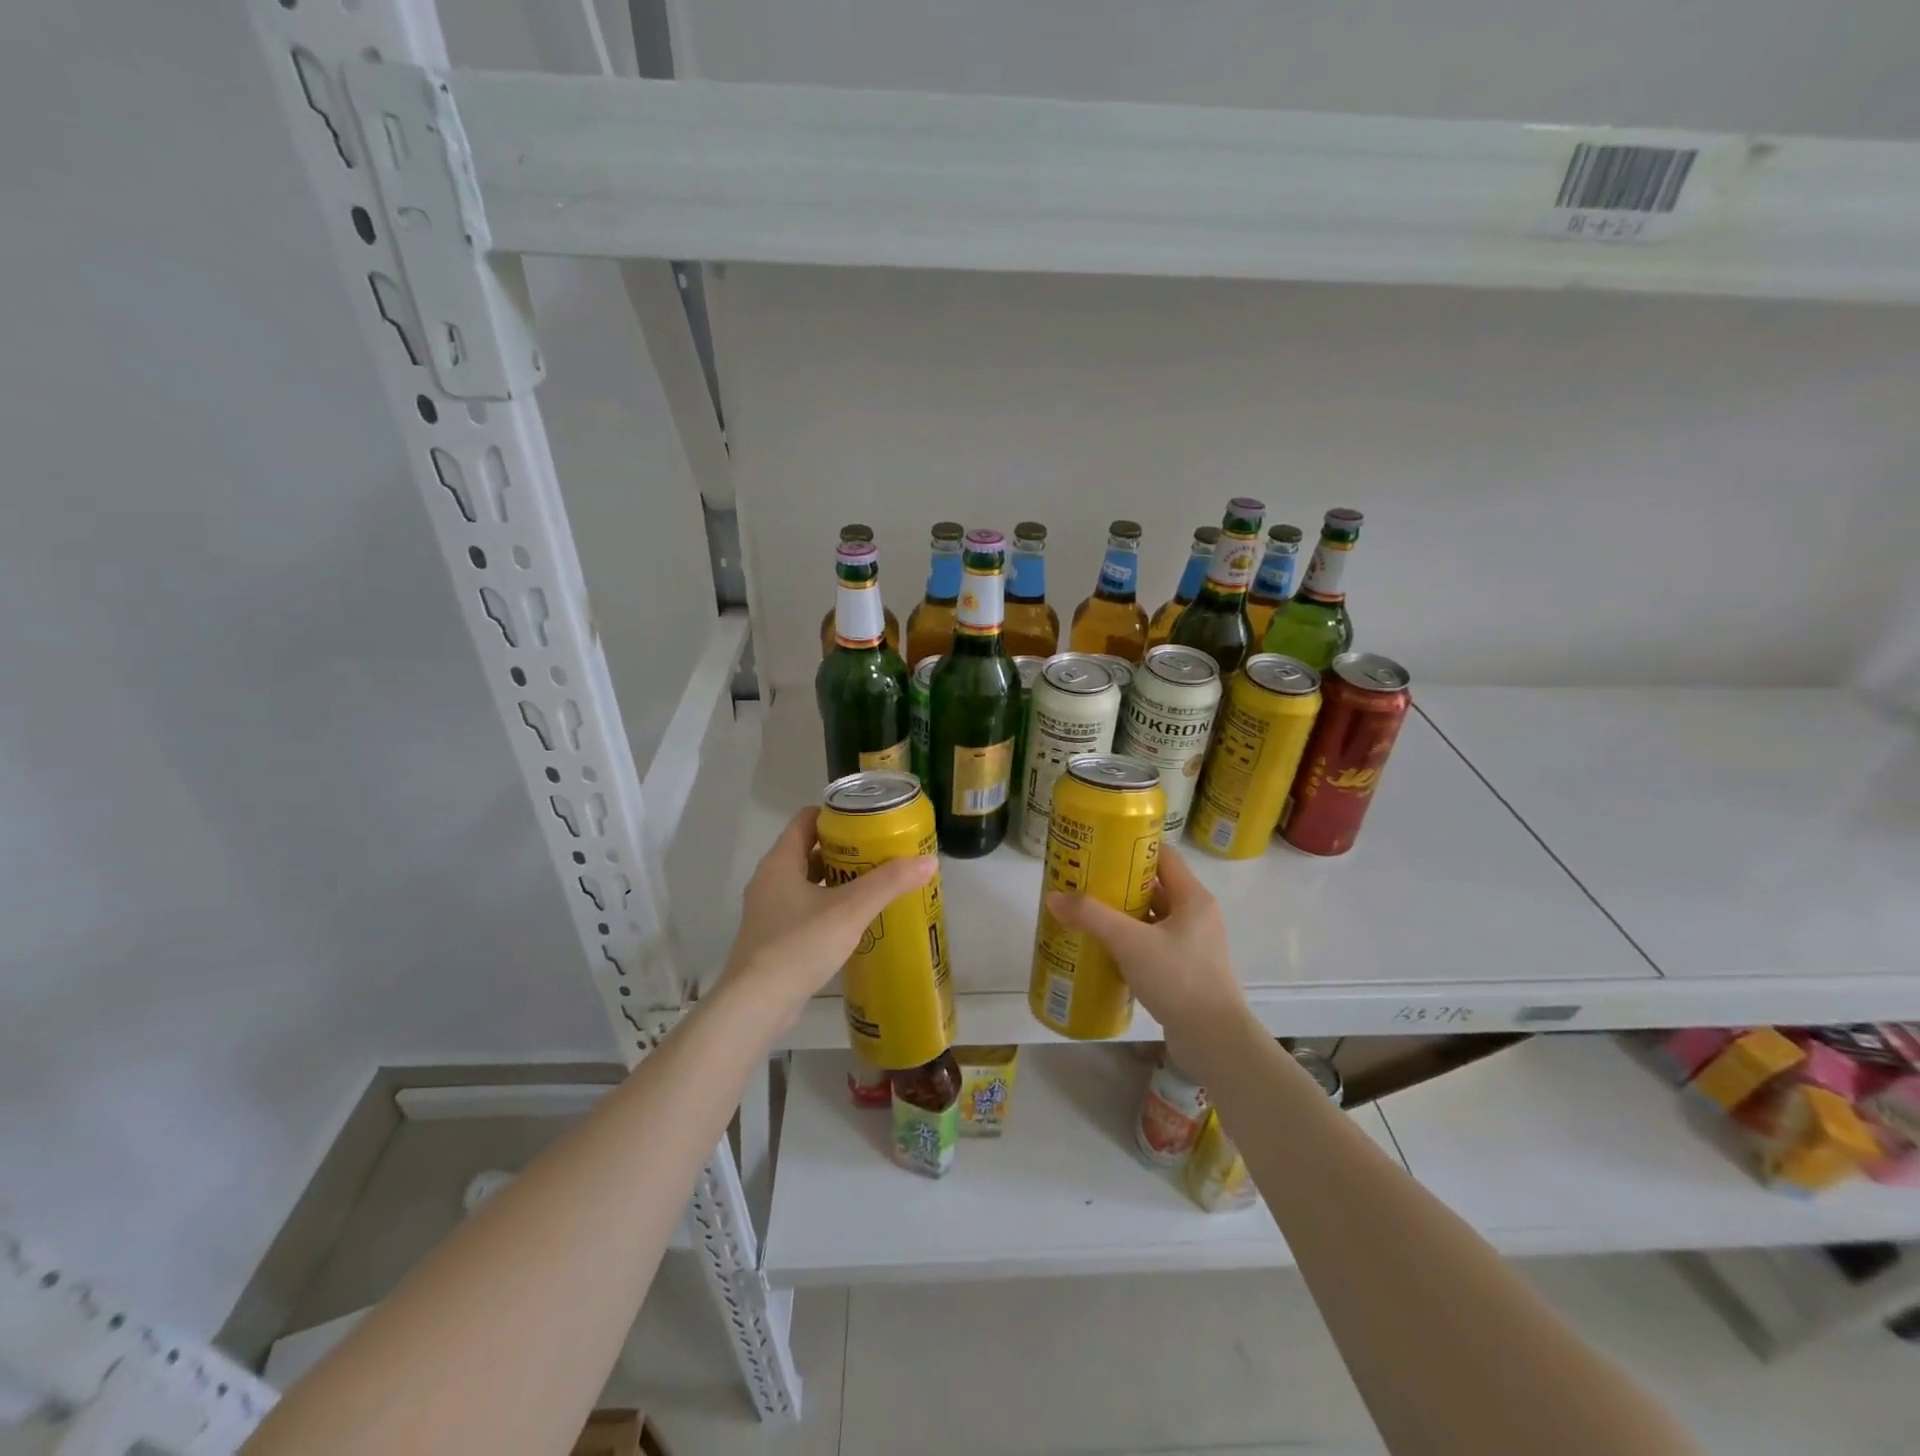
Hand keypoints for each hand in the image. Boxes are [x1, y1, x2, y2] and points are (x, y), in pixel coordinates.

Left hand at [721, 807, 936, 1024]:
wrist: (756, 1004)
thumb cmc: (799, 945)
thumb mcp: (850, 910)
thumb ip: (889, 883)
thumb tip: (929, 861)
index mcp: (780, 861)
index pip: (806, 819)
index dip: (836, 815)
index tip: (868, 820)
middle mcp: (769, 879)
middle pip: (808, 849)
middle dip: (844, 849)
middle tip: (879, 852)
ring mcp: (768, 909)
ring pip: (807, 881)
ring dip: (837, 879)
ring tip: (873, 883)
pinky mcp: (772, 937)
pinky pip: (804, 908)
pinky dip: (828, 905)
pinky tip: (853, 919)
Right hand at [1046, 845, 1251, 1072]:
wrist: (1214, 1040)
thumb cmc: (1178, 979)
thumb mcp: (1130, 942)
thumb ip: (1092, 916)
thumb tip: (1054, 897)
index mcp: (1193, 898)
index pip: (1163, 855)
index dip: (1132, 848)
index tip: (1099, 849)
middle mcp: (1197, 915)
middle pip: (1155, 886)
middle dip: (1119, 883)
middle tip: (1084, 882)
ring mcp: (1193, 944)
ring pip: (1152, 917)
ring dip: (1122, 914)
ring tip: (1086, 913)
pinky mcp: (1185, 970)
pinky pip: (1153, 943)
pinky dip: (1129, 941)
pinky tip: (1103, 949)